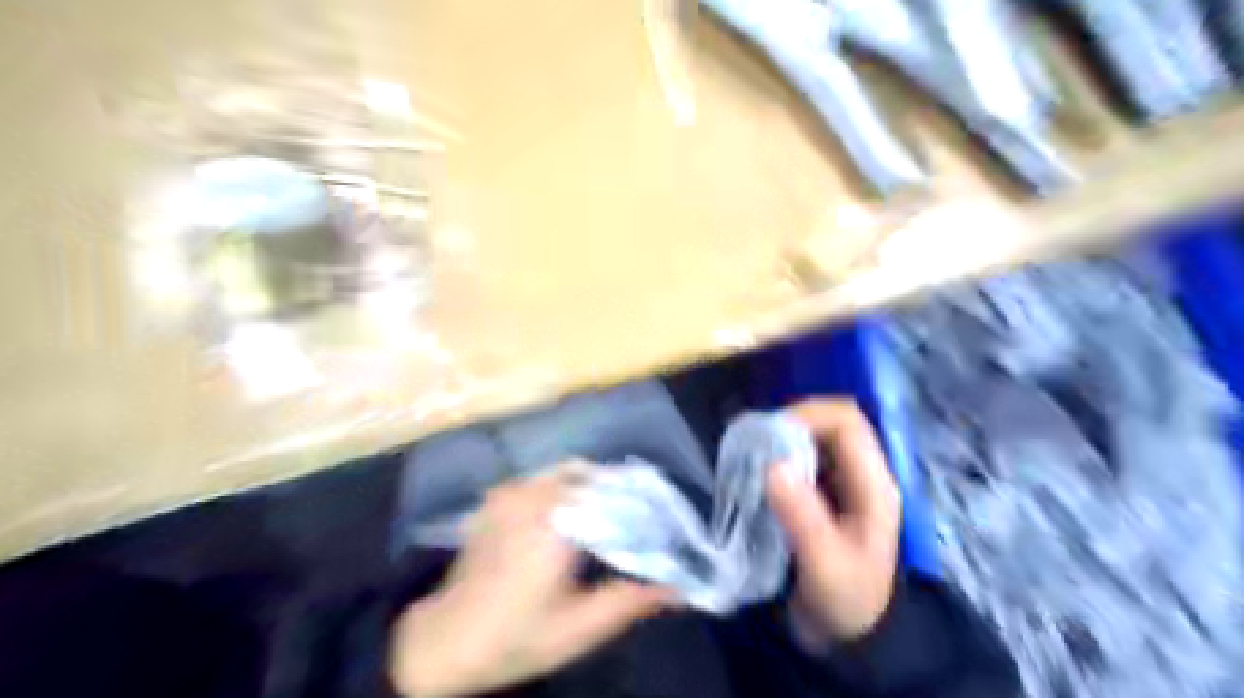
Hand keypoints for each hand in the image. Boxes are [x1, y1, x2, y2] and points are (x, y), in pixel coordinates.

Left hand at [389, 467, 676, 696]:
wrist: (443, 641)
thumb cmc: (514, 637)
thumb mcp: (578, 629)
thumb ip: (629, 602)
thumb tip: (678, 588)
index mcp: (556, 522)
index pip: (615, 494)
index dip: (643, 504)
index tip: (665, 519)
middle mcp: (535, 495)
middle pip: (593, 476)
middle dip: (620, 492)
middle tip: (641, 518)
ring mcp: (512, 491)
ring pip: (568, 472)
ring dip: (593, 487)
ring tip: (611, 514)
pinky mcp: (498, 497)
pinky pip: (544, 479)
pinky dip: (566, 487)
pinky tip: (573, 514)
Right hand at [765, 402, 900, 649]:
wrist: (851, 635)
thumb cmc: (844, 600)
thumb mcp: (824, 564)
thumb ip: (802, 516)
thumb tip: (773, 464)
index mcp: (873, 484)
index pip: (847, 422)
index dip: (808, 414)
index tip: (767, 434)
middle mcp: (862, 474)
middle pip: (830, 422)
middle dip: (790, 424)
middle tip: (753, 444)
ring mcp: (844, 481)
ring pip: (814, 436)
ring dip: (782, 438)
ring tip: (750, 454)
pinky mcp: (825, 492)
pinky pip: (802, 456)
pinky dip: (778, 454)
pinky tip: (756, 471)